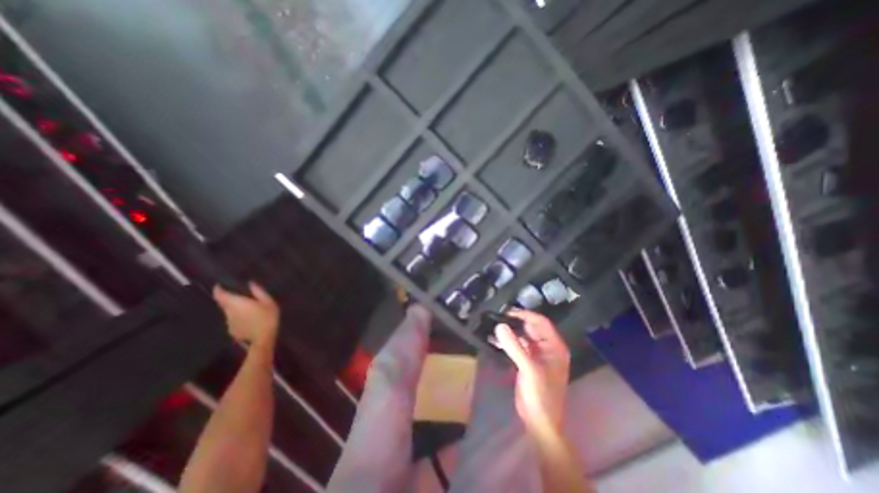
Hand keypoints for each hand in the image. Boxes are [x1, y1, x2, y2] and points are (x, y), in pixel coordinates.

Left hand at [212, 284, 277, 348]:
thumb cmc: (267, 317)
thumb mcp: (268, 302)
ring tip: (246, 309)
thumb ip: (259, 292)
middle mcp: (228, 312)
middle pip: (223, 303)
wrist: (263, 338)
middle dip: (228, 299)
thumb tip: (251, 283)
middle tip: (239, 296)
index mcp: (236, 303)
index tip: (219, 285)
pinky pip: (232, 320)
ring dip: (234, 309)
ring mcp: (228, 322)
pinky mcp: (232, 330)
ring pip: (228, 312)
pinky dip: (237, 318)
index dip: (218, 289)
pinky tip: (248, 320)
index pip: (220, 295)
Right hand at [494, 311, 569, 433]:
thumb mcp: (528, 368)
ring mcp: (536, 354)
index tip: (507, 312)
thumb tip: (499, 325)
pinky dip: (507, 342)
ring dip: (509, 332)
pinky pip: (517, 346)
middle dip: (515, 322)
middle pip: (531, 327)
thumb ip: (514, 346)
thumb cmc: (541, 394)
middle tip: (497, 316)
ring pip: (522, 336)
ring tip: (492, 326)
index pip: (540, 322)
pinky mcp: (527, 361)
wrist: (540, 421)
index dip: (525, 315)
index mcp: (554, 346)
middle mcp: (547, 347)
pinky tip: (493, 340)